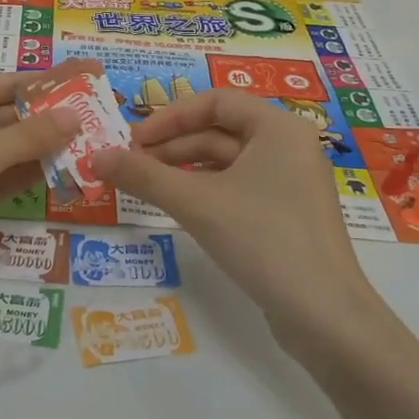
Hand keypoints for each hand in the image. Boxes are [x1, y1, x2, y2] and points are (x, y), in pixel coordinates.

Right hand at [91, 90, 375, 328]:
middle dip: (172, 145)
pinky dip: (206, 190)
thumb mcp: (196, 203)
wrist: (325, 316)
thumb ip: (143, 176)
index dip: (169, 117)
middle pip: (220, 131)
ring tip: (146, 185)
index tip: (133, 140)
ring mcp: (292, 182)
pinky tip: (180, 206)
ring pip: (228, 161)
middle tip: (131, 164)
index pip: (214, 102)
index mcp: (278, 127)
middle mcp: (289, 145)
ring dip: (185, 169)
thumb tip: (94, 156)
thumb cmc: (263, 240)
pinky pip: (239, 187)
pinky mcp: (288, 214)